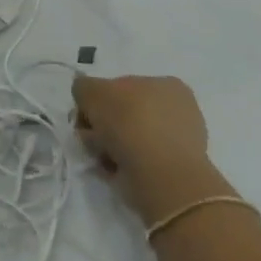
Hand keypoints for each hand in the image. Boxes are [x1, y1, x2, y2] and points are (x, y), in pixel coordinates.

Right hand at [73, 75, 233, 225]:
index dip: (96, 100)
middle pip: (122, 113)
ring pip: (127, 137)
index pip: (119, 86)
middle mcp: (175, 108)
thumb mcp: (93, 91)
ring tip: (102, 157)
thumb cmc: (129, 123)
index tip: (84, 117)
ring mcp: (177, 140)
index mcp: (165, 84)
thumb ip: (83, 87)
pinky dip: (120, 163)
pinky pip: (135, 160)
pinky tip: (114, 169)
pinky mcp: (173, 169)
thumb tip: (86, 96)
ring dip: (107, 145)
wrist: (161, 176)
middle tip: (90, 138)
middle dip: (101, 125)